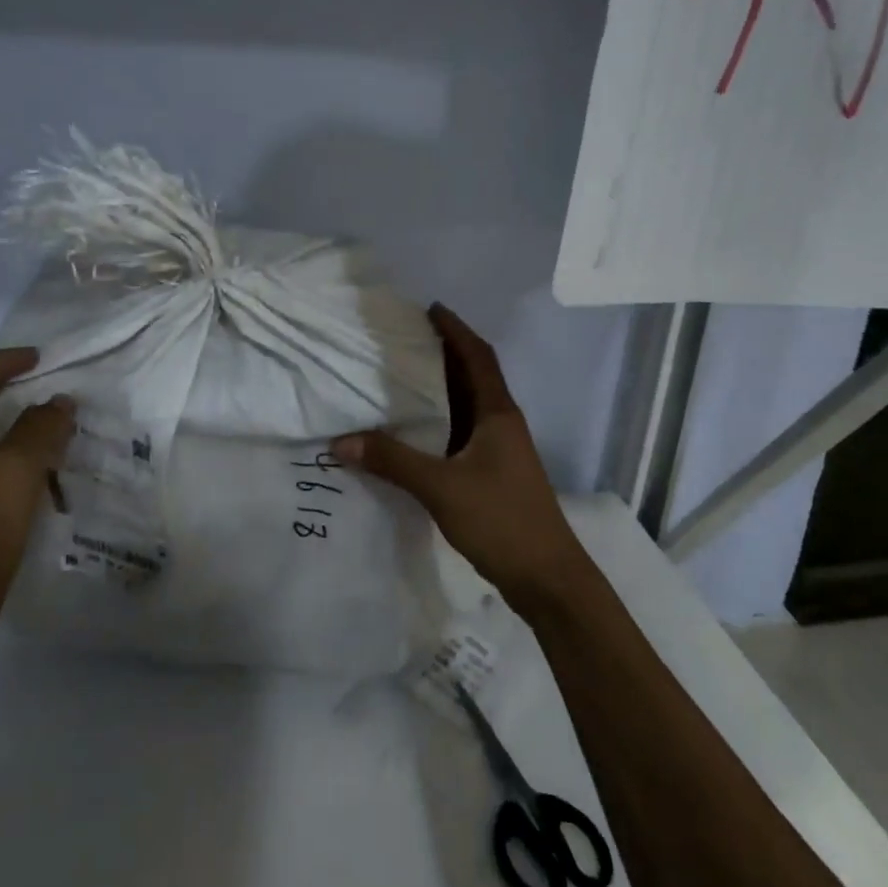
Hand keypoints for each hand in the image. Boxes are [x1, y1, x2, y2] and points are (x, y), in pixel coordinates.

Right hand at [332, 304, 593, 616]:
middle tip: (404, 338)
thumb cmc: (501, 519)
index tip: (430, 308)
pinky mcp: (492, 474)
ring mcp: (499, 450)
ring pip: (466, 406)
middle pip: (472, 376)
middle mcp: (501, 423)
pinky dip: (439, 422)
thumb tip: (341, 442)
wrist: (547, 578)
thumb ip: (393, 462)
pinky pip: (460, 433)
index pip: (478, 357)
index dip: (456, 330)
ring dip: (440, 388)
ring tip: (401, 375)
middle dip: (443, 353)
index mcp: (497, 413)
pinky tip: (413, 430)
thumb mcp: (441, 487)